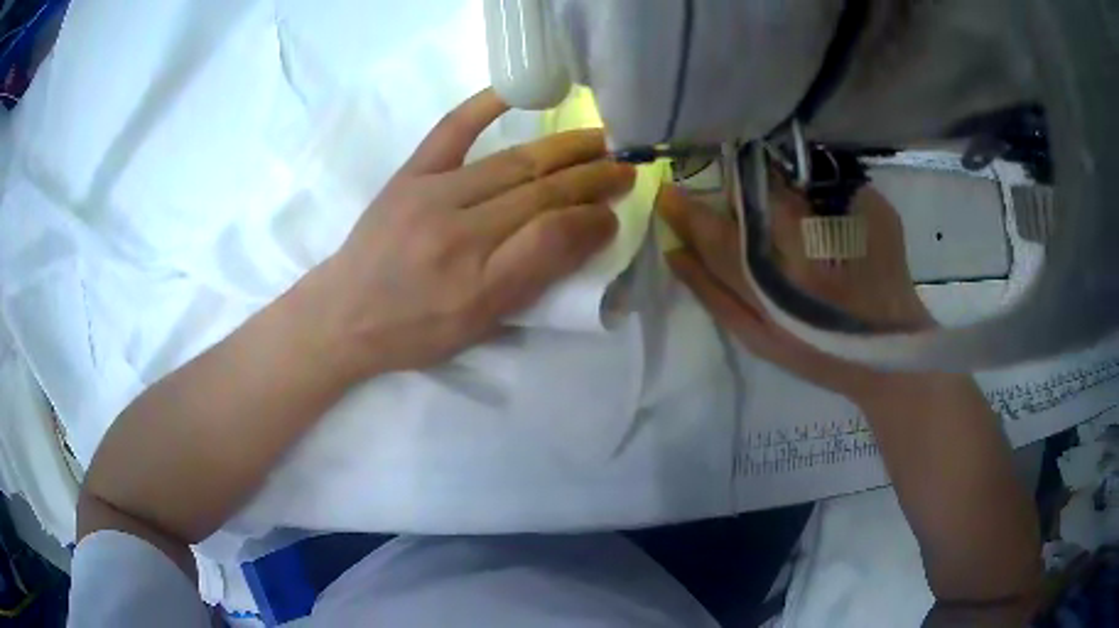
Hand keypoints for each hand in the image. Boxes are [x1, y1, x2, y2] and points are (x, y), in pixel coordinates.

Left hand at [303, 89, 635, 377]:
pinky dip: (485, 105)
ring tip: (599, 140)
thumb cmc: (415, 330)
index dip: (592, 220)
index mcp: (478, 283)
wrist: (345, 313)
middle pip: (539, 193)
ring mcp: (431, 194)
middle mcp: (458, 233)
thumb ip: (534, 279)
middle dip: (591, 178)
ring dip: (563, 148)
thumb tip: (585, 233)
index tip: (616, 213)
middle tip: (624, 167)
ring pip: (513, 163)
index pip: (552, 237)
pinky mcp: (410, 174)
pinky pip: (452, 129)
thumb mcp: (480, 326)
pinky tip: (517, 93)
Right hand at [658, 177, 932, 403]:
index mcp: (773, 281)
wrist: (888, 350)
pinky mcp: (872, 210)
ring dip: (768, 183)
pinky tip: (815, 208)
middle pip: (750, 194)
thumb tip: (674, 251)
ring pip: (784, 181)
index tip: (668, 192)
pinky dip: (807, 182)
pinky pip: (823, 179)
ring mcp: (839, 221)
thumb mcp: (758, 338)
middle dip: (732, 189)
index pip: (717, 234)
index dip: (688, 212)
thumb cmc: (819, 352)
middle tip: (732, 198)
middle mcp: (804, 242)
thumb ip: (712, 294)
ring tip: (775, 208)